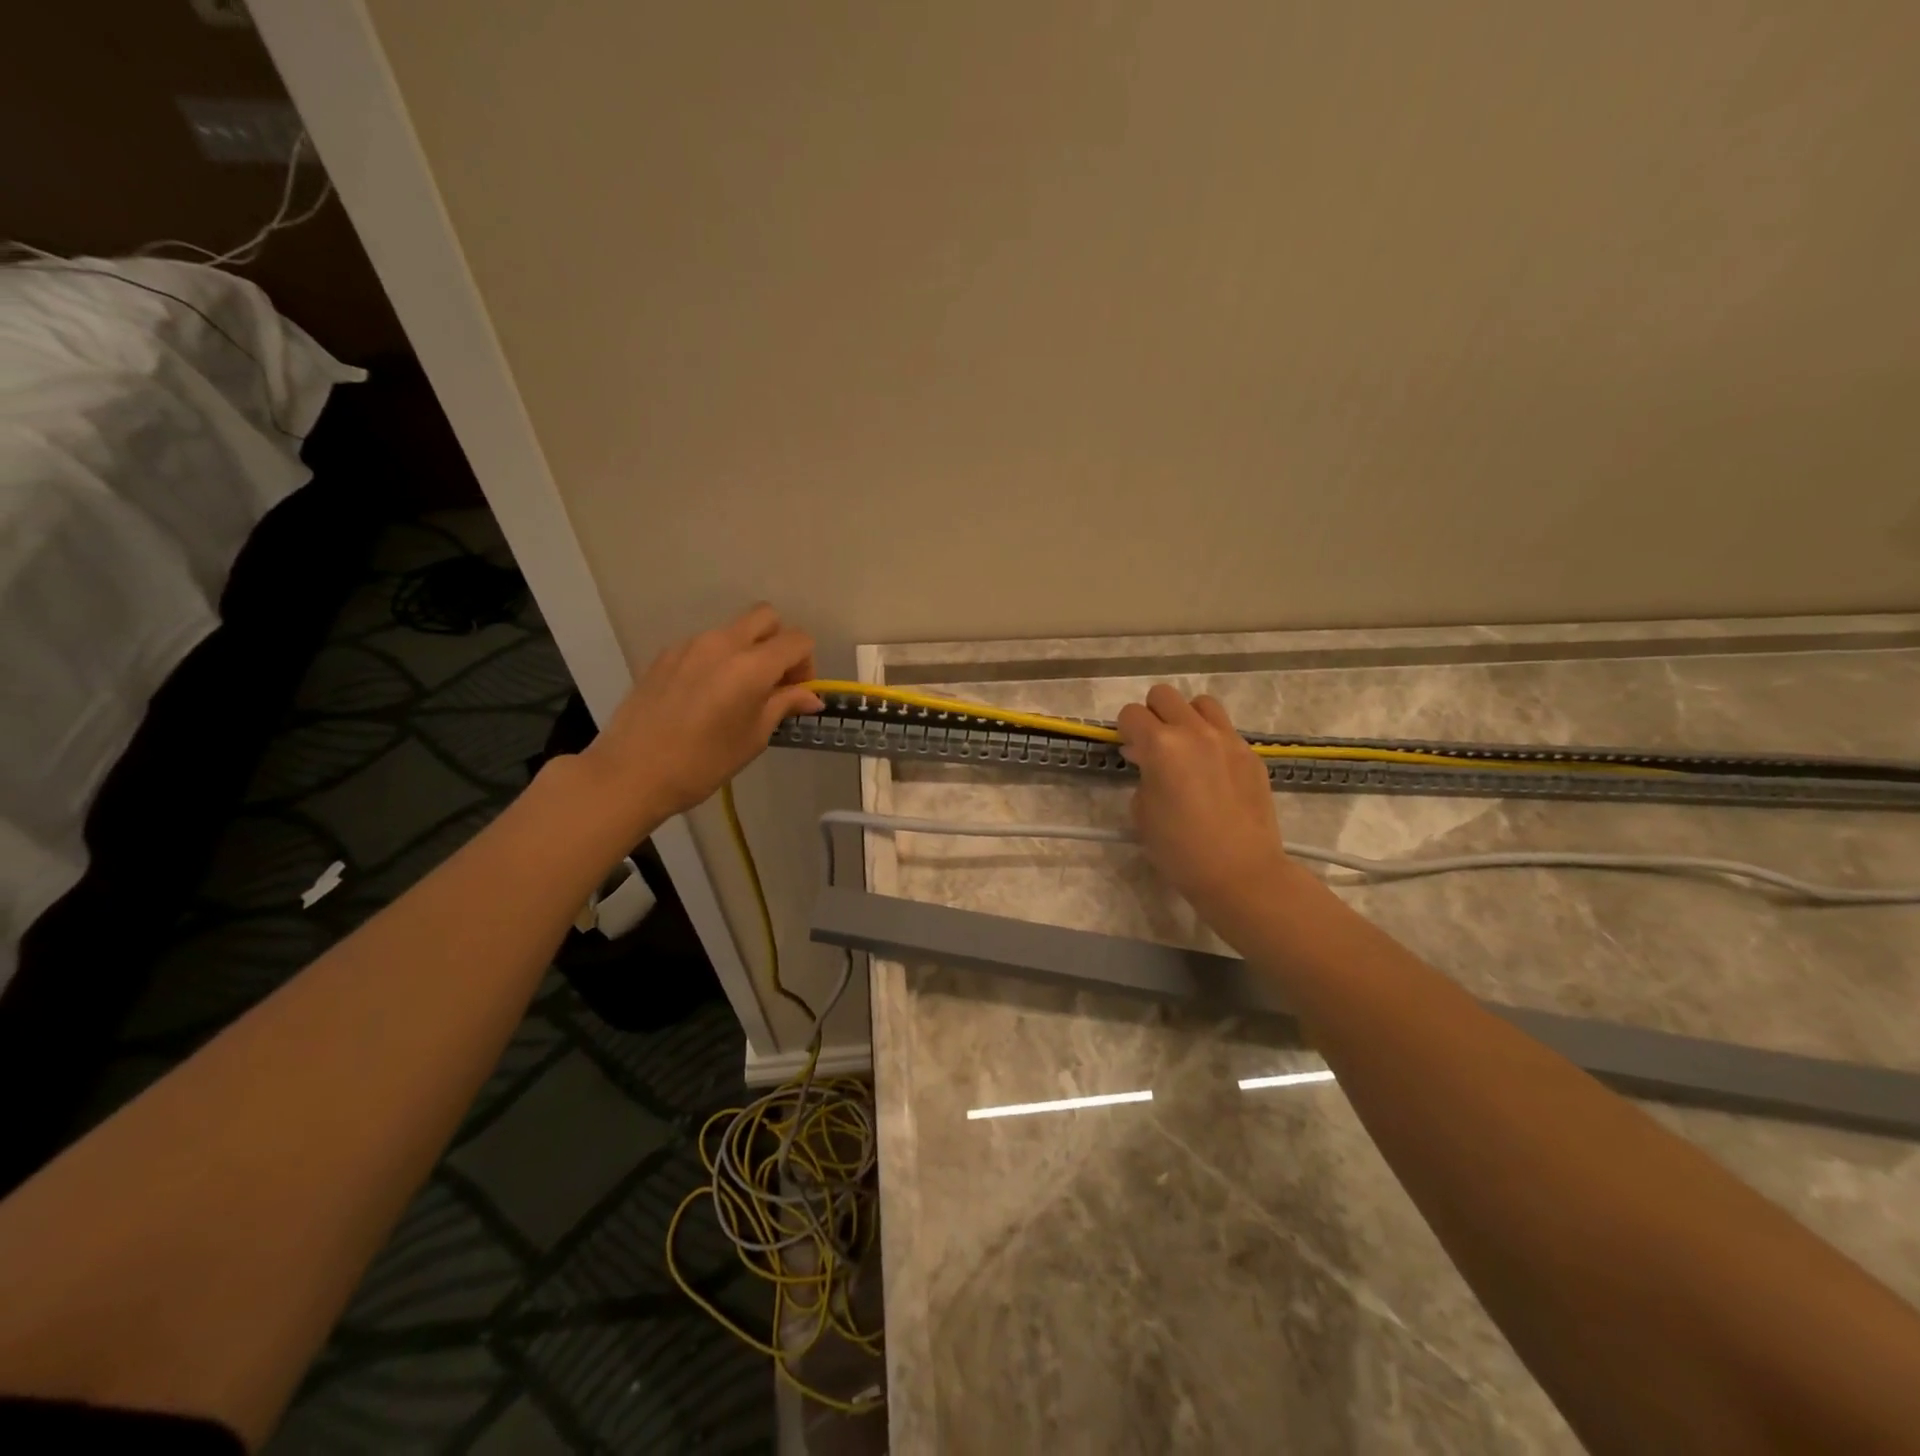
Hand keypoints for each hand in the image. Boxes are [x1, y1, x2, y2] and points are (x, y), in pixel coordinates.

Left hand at [576, 604, 823, 825]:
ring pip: (733, 630)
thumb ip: (784, 705)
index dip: (806, 664)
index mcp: (751, 665)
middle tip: (773, 681)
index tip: (796, 693)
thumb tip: (811, 696)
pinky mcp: (665, 655)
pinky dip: (717, 661)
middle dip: (779, 643)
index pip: (797, 640)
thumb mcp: (754, 737)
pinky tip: (704, 697)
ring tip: (736, 694)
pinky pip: (704, 645)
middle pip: (766, 617)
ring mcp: (690, 645)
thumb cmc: (704, 762)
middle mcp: (722, 643)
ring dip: (746, 652)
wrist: (631, 772)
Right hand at [1117, 686, 1296, 931]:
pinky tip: (1212, 771)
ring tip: (1186, 748)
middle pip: (1164, 695)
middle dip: (1152, 715)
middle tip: (1153, 746)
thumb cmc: (1180, 850)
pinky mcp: (1251, 754)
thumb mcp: (1142, 813)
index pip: (1131, 714)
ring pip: (1200, 703)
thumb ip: (1142, 776)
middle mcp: (1194, 732)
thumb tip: (1149, 762)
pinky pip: (1225, 730)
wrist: (1241, 872)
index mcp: (1161, 745)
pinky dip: (1212, 739)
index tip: (1128, 751)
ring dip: (1186, 718)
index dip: (1124, 731)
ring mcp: (1228, 739)